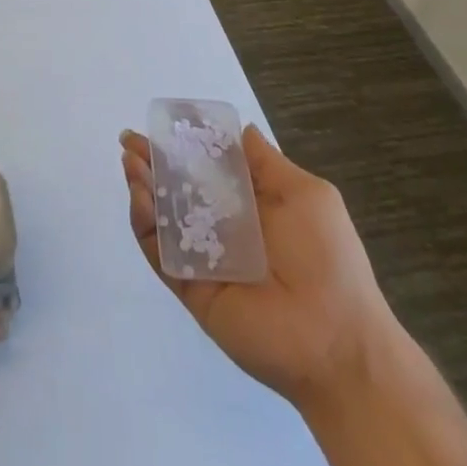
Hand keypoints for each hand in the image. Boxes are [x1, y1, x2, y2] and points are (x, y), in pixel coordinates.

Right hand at [120, 126, 401, 408]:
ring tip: (131, 161)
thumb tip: (242, 129)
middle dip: (152, 162)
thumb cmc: (327, 259)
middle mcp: (222, 229)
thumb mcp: (306, 196)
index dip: (184, 145)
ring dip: (143, 186)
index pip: (207, 168)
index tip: (162, 124)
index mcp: (250, 205)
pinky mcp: (190, 288)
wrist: (337, 342)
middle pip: (177, 189)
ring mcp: (203, 259)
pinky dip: (145, 224)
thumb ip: (267, 163)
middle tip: (129, 140)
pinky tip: (141, 195)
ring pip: (162, 217)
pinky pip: (160, 252)